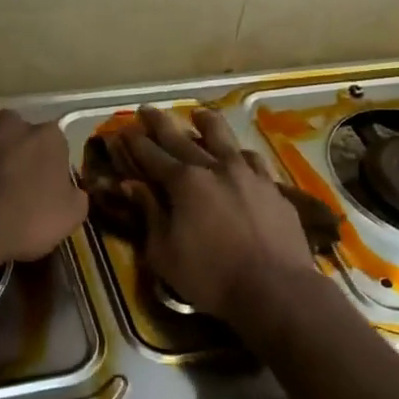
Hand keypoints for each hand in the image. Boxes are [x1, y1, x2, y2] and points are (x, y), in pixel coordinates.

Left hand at [0, 100, 88, 274]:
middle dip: (20, 149)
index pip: (57, 143)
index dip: (51, 165)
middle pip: (22, 131)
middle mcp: (12, 122)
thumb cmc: (22, 223)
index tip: (45, 186)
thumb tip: (71, 189)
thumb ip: (76, 196)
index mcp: (48, 137)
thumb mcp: (69, 219)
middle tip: (15, 179)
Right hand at [112, 105, 320, 318]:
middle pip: (183, 139)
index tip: (122, 130)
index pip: (152, 156)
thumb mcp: (164, 252)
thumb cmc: (211, 276)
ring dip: (207, 125)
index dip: (134, 143)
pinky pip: (253, 161)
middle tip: (147, 110)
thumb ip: (149, 215)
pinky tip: (240, 155)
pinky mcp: (273, 188)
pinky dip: (239, 154)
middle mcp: (216, 168)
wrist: (275, 288)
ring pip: (225, 139)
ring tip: (199, 115)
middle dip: (161, 124)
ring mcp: (248, 175)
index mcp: (185, 183)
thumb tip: (132, 186)